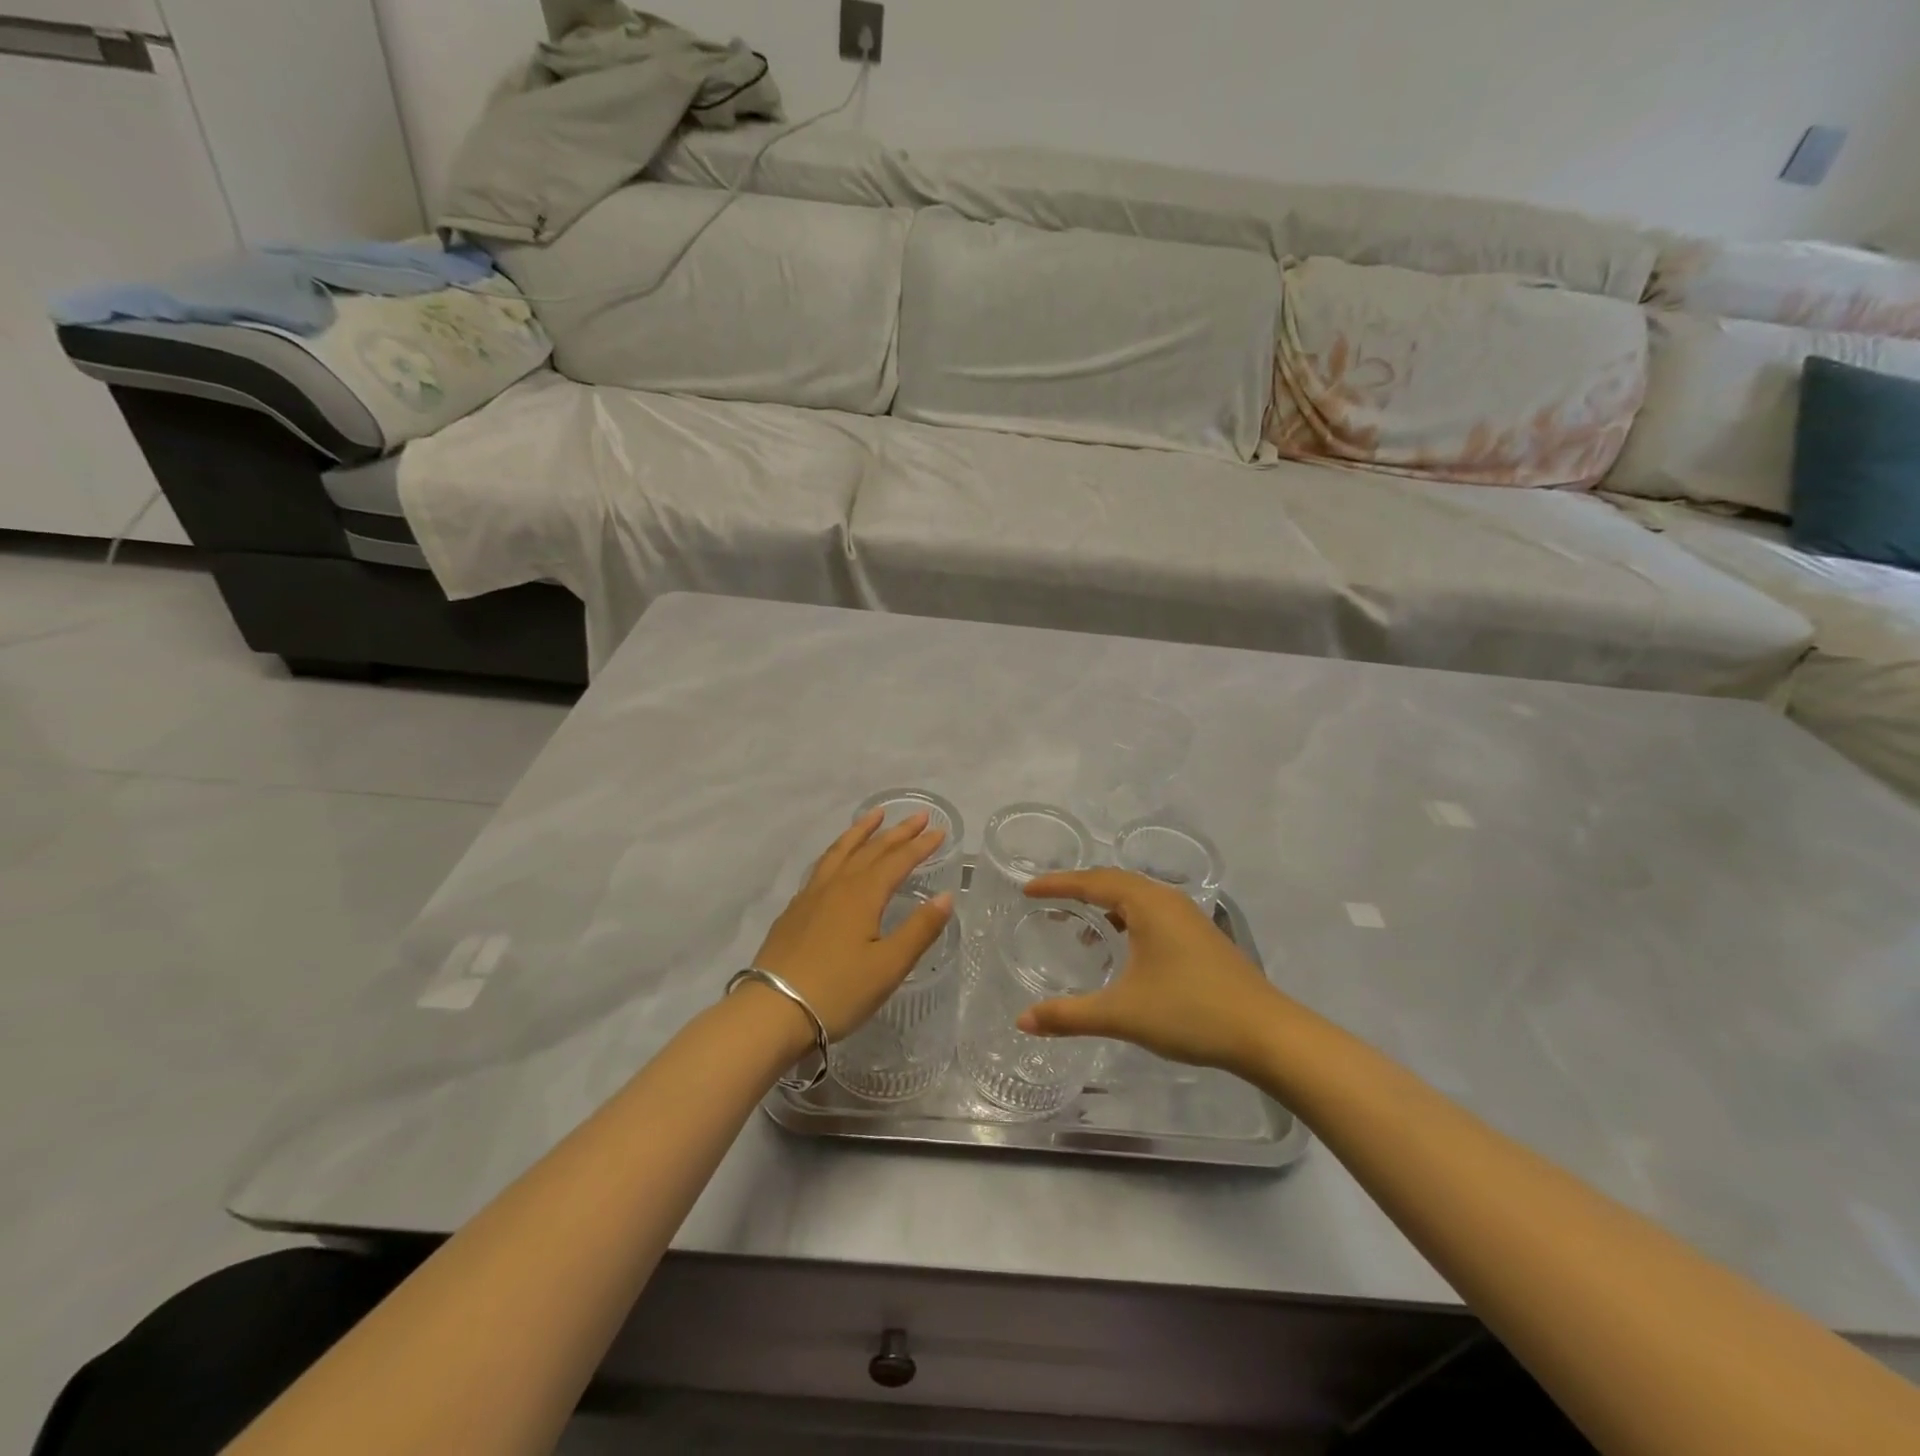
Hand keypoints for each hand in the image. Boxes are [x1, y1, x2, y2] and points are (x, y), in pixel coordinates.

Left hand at [751, 809, 953, 1042]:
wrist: (772, 1011)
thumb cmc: (838, 991)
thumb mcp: (889, 965)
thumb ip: (920, 929)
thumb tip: (946, 896)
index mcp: (863, 895)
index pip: (898, 861)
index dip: (920, 846)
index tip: (939, 830)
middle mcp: (837, 886)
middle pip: (871, 850)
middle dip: (897, 832)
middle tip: (917, 816)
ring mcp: (811, 896)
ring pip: (840, 852)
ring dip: (861, 832)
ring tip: (875, 816)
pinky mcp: (794, 911)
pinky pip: (821, 867)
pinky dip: (837, 852)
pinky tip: (837, 860)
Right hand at [1017, 870, 1287, 1074]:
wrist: (1267, 1033)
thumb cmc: (1190, 1012)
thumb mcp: (1122, 1013)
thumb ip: (1069, 1015)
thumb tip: (1022, 1021)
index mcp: (1147, 904)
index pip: (1092, 882)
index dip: (1057, 885)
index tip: (1027, 890)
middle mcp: (1168, 900)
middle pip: (1115, 881)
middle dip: (1079, 890)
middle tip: (1049, 903)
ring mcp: (1189, 918)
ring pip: (1137, 898)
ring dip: (1106, 906)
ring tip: (1081, 930)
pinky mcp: (1201, 937)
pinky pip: (1153, 914)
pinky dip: (1128, 921)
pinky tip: (1124, 951)